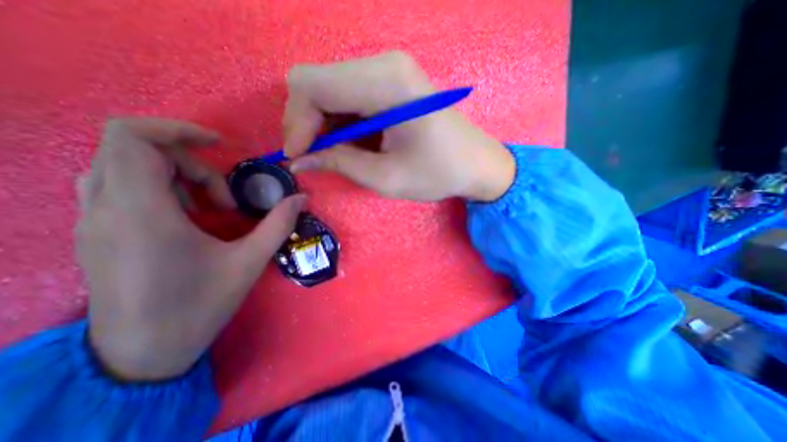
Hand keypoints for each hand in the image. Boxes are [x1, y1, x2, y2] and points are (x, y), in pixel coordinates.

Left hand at [74, 120, 304, 381]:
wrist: (142, 355)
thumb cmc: (199, 306)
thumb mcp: (250, 261)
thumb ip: (279, 223)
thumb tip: (301, 198)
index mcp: (142, 212)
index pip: (131, 137)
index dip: (176, 129)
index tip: (218, 144)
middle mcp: (106, 209)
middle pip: (133, 149)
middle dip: (190, 162)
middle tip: (225, 196)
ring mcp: (94, 222)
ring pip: (123, 167)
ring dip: (175, 176)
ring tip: (209, 208)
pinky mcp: (97, 234)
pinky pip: (119, 188)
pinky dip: (159, 190)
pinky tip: (189, 219)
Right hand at [284, 50, 516, 201]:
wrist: (475, 163)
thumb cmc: (438, 173)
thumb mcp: (385, 177)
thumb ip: (338, 164)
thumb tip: (299, 161)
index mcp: (386, 83)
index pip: (311, 85)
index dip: (296, 122)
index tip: (299, 156)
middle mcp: (384, 64)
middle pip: (316, 82)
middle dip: (306, 122)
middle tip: (312, 156)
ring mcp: (389, 69)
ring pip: (329, 87)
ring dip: (322, 123)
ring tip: (332, 154)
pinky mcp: (392, 82)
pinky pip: (348, 95)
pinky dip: (339, 120)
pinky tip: (350, 143)